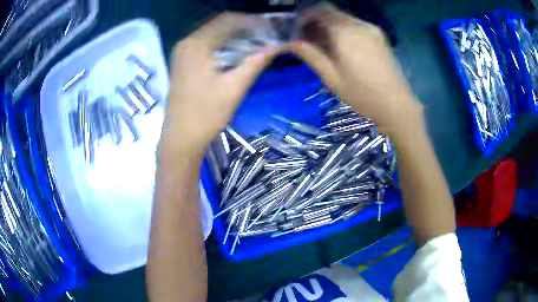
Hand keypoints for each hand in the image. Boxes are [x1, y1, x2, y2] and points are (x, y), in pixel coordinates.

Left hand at [159, 12, 282, 160]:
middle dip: (245, 29)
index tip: (272, 29)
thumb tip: (278, 45)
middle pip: (220, 25)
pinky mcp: (184, 63)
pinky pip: (207, 46)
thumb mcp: (235, 86)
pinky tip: (238, 54)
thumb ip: (256, 61)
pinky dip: (224, 46)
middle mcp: (187, 43)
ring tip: (257, 44)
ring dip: (236, 37)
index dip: (252, 21)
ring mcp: (183, 53)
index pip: (228, 20)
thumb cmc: (206, 114)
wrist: (181, 139)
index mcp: (196, 44)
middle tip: (267, 37)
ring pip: (214, 35)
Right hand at [290, 4, 421, 134]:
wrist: (397, 105)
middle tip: (307, 39)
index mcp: (345, 32)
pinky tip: (341, 48)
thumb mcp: (331, 77)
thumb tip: (289, 42)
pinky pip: (355, 26)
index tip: (296, 28)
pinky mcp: (379, 36)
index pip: (319, 10)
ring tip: (323, 46)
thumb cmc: (362, 94)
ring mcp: (371, 29)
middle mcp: (359, 24)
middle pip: (331, 13)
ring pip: (343, 19)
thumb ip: (310, 55)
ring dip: (330, 27)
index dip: (305, 16)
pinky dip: (343, 31)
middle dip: (316, 22)